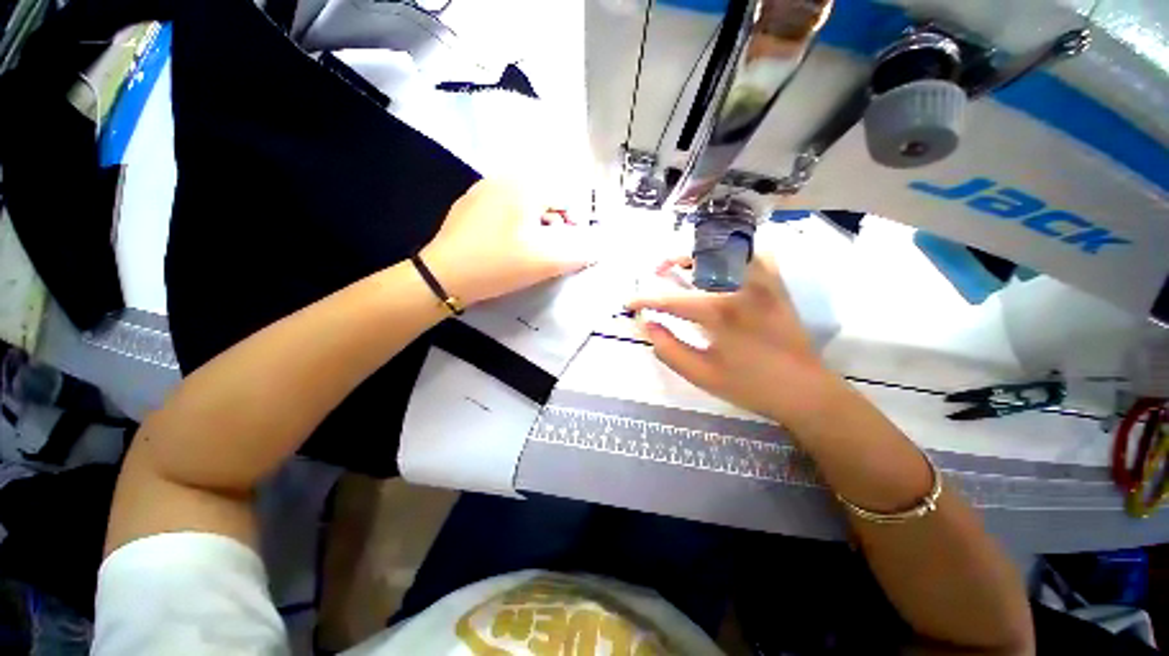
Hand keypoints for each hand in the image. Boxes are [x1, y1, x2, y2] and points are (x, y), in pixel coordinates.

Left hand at [421, 179, 593, 304]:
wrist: (443, 276)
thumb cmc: (498, 264)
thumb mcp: (545, 262)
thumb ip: (578, 254)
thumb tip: (598, 249)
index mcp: (525, 186)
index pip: (565, 198)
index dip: (573, 224)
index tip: (567, 248)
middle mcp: (503, 178)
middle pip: (544, 198)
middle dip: (553, 224)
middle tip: (547, 250)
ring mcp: (482, 189)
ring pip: (523, 203)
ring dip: (533, 225)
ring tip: (526, 249)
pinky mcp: (468, 204)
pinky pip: (503, 208)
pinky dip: (513, 224)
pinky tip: (504, 245)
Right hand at [629, 256, 842, 426]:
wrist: (805, 391)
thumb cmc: (750, 386)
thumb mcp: (701, 374)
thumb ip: (668, 349)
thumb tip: (648, 325)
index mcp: (719, 313)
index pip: (671, 300)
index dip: (645, 300)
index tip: (629, 303)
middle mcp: (740, 288)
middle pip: (700, 259)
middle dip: (673, 260)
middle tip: (658, 269)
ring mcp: (763, 283)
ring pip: (728, 250)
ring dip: (702, 252)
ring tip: (686, 263)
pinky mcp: (777, 286)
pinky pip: (756, 256)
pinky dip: (736, 253)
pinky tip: (725, 265)